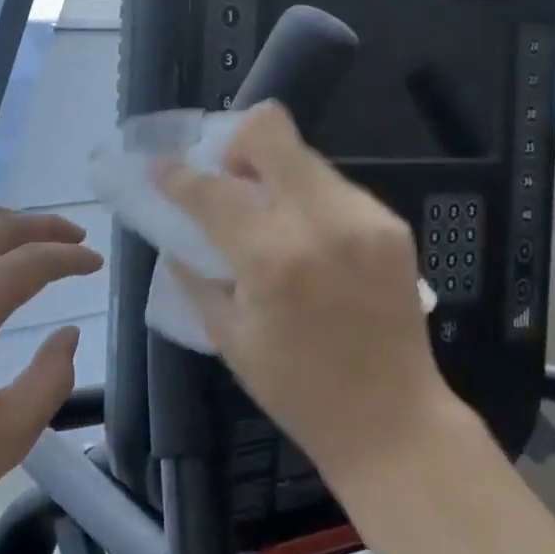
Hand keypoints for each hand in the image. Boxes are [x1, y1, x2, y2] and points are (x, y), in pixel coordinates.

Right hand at [157, 103, 459, 495]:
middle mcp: (321, 223)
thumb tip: (177, 237)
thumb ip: (197, 276)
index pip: (212, 190)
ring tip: (266, 216)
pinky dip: (307, 199)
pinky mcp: (391, 225)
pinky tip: (305, 239)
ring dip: (273, 174)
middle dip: (236, 144)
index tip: (160, 165)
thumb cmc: (298, 391)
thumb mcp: (229, 338)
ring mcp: (364, 218)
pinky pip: (334, 187)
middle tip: (227, 178)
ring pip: (303, 156)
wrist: (394, 422)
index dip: (177, 174)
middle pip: (270, 131)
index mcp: (272, 259)